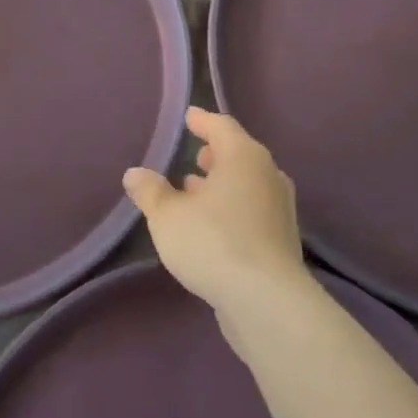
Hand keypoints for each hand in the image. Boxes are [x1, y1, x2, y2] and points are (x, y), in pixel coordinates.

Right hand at [122, 107, 311, 336]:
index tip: (190, 117)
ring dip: (223, 183)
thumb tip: (134, 173)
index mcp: (244, 157)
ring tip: (195, 189)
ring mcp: (280, 208)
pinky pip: (253, 209)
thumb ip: (150, 191)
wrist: (266, 300)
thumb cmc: (213, 243)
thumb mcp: (168, 216)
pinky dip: (233, 207)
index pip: (222, 127)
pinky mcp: (282, 239)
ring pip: (248, 184)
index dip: (203, 121)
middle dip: (216, 154)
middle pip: (240, 154)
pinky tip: (213, 224)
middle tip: (195, 154)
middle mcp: (268, 175)